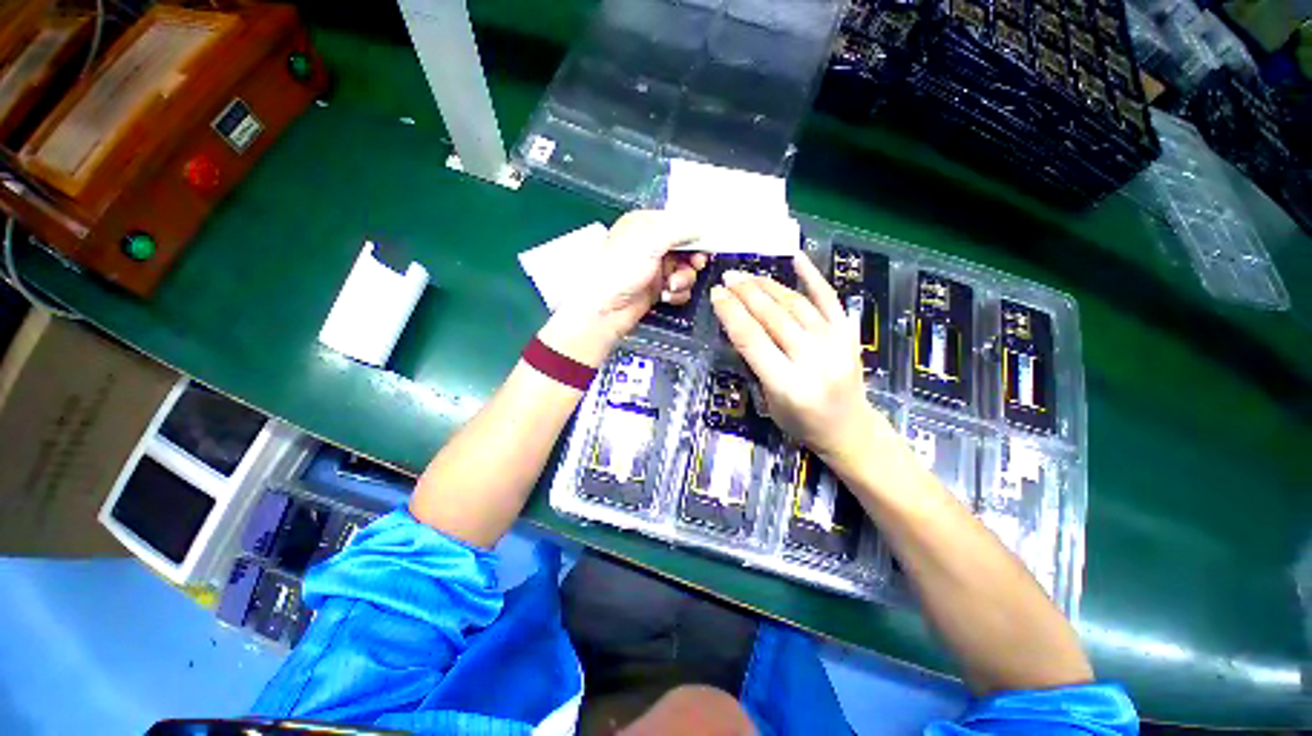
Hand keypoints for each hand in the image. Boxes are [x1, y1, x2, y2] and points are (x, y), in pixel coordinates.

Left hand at [544, 211, 706, 366]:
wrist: (604, 308)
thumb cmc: (622, 268)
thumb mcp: (650, 240)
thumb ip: (680, 229)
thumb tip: (703, 225)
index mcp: (646, 224)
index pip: (679, 222)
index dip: (694, 232)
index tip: (707, 242)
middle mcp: (652, 245)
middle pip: (687, 248)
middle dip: (692, 259)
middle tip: (696, 265)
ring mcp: (656, 269)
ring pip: (686, 270)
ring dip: (684, 279)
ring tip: (671, 286)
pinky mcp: (658, 290)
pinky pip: (680, 289)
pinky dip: (677, 293)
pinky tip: (666, 297)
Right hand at [710, 254, 898, 470]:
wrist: (849, 429)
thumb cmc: (801, 421)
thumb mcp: (768, 400)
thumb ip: (756, 362)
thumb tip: (739, 323)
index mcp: (788, 385)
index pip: (752, 340)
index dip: (731, 314)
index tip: (716, 294)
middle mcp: (813, 361)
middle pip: (773, 317)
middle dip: (746, 294)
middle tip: (728, 278)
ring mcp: (835, 345)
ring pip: (796, 305)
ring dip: (768, 286)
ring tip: (747, 275)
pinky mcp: (849, 335)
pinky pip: (829, 299)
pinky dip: (812, 277)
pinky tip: (796, 258)